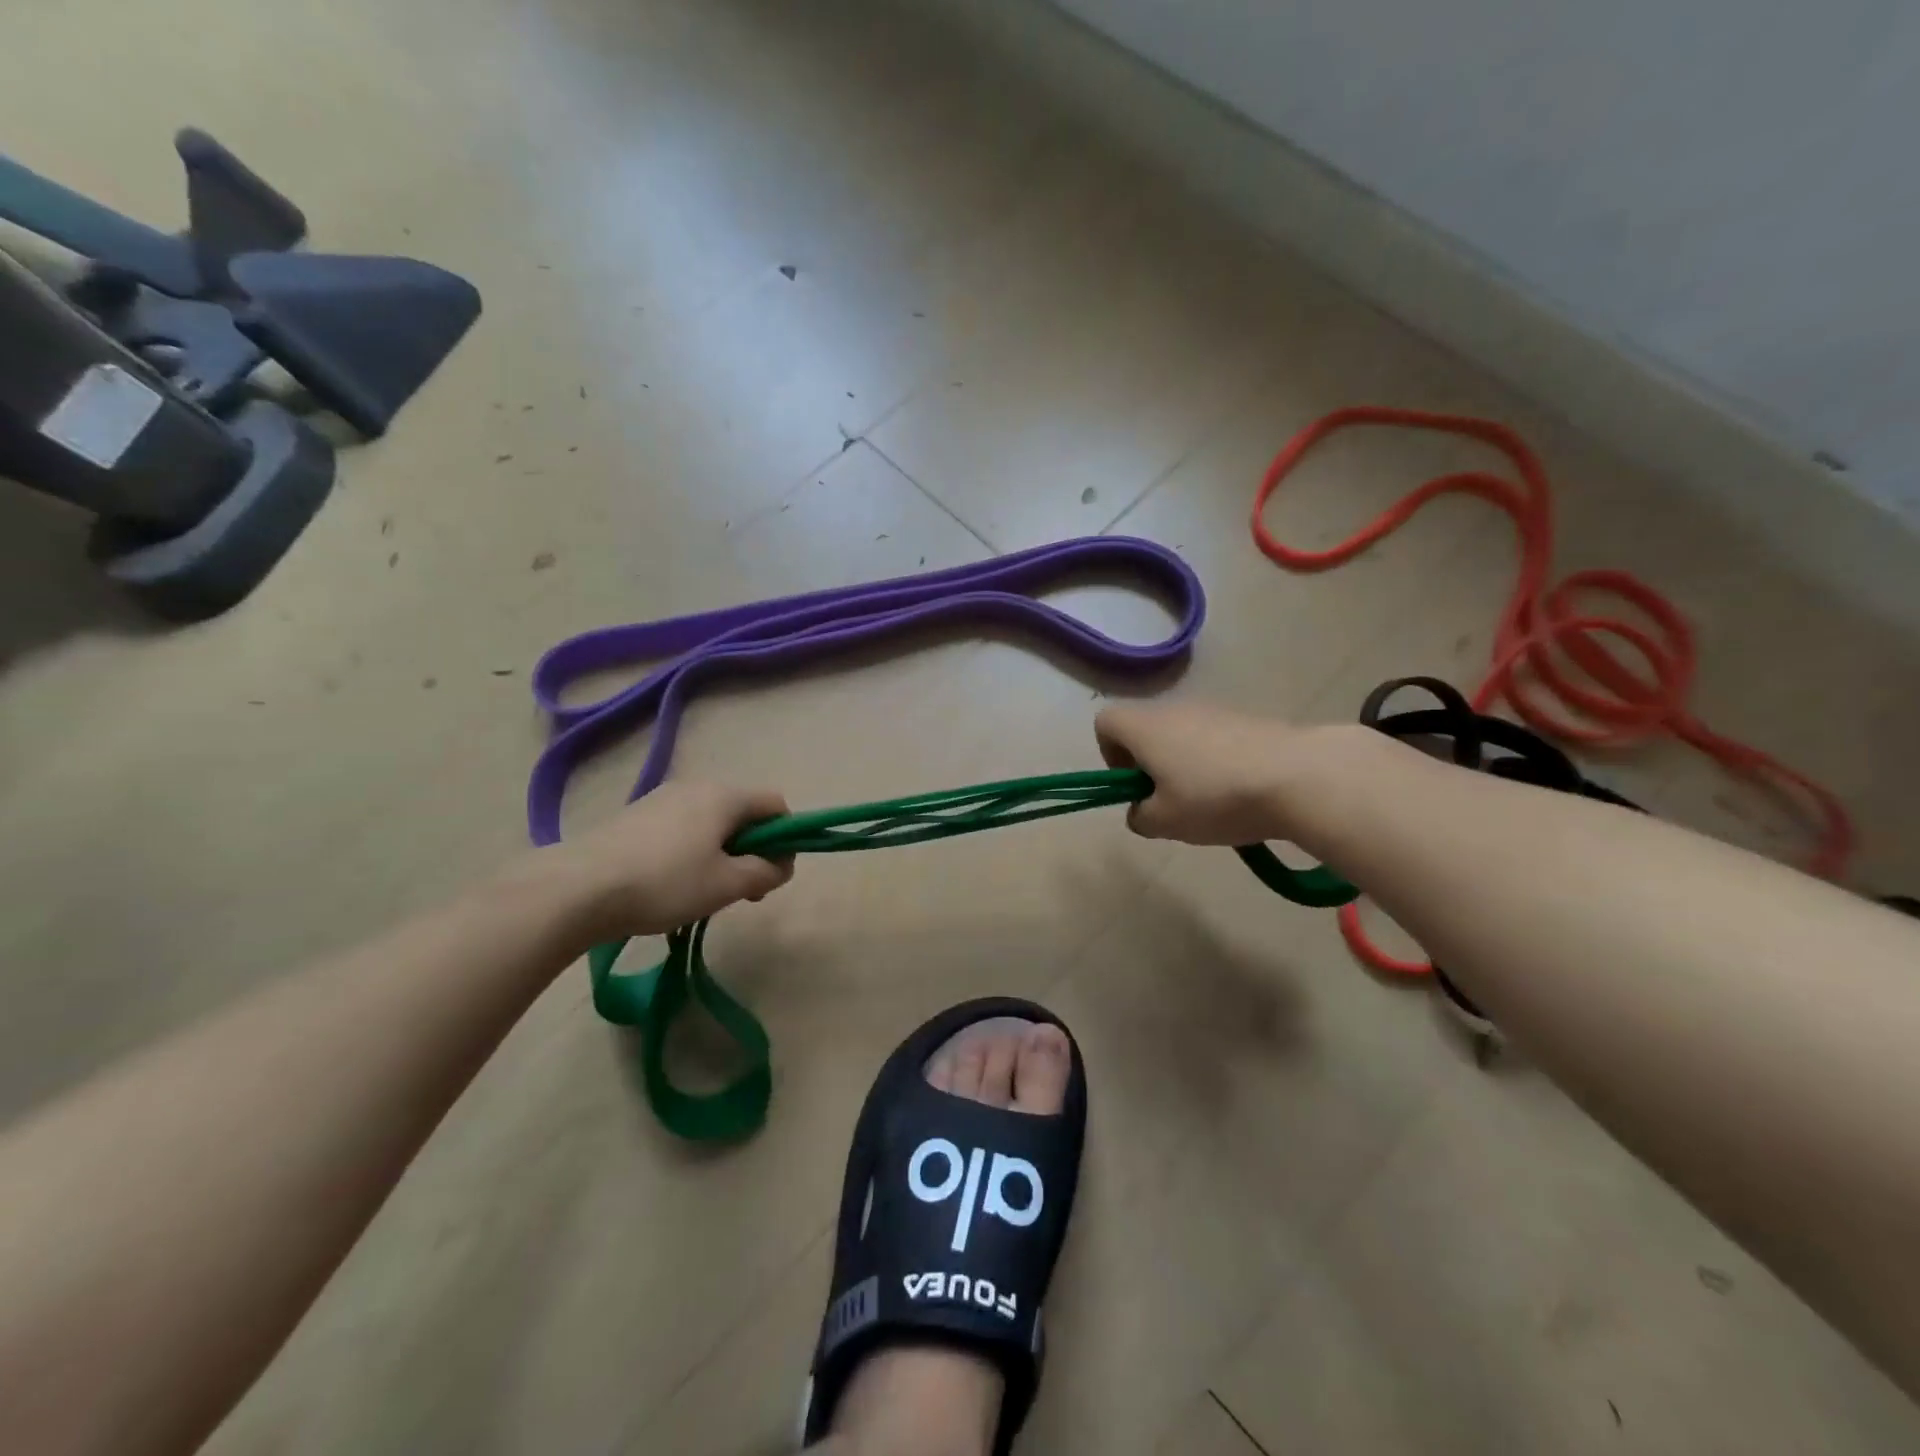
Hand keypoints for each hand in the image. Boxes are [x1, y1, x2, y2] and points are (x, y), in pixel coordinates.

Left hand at [547, 781, 795, 940]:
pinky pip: (682, 827)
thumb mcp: (726, 885)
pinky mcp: (636, 816)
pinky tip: (670, 884)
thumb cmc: (664, 883)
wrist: (576, 888)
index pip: (776, 804)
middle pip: (743, 812)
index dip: (786, 837)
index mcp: (724, 795)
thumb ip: (765, 872)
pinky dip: (692, 851)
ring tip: (703, 892)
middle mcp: (696, 786)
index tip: (772, 874)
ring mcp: (662, 798)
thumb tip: (781, 865)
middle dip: (752, 849)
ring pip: (711, 821)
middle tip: (741, 891)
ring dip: (722, 853)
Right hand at [1095, 701, 1303, 844]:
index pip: (1105, 723)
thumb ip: (1141, 817)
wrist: (1298, 776)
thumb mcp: (1166, 823)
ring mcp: (1214, 709)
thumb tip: (1142, 810)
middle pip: (1146, 729)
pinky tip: (1241, 792)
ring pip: (1182, 734)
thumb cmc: (1216, 798)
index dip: (1110, 754)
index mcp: (1144, 727)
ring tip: (1211, 802)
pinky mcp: (1247, 719)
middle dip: (1150, 765)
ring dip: (1185, 764)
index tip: (1134, 785)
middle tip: (1171, 802)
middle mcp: (1174, 709)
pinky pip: (1215, 738)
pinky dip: (1217, 762)